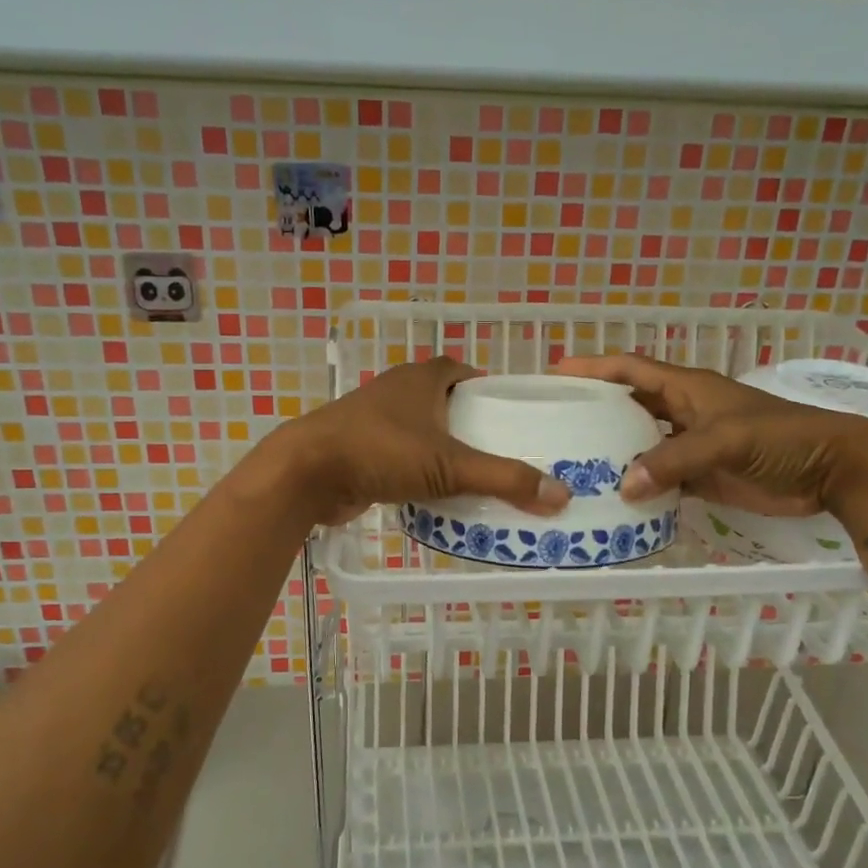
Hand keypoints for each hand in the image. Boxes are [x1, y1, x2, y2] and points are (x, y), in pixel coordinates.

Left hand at [268, 358, 571, 526]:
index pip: (464, 371)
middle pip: (446, 403)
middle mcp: (398, 391)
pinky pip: (403, 458)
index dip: (489, 389)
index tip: (513, 415)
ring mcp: (375, 421)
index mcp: (422, 378)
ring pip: (423, 433)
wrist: (306, 473)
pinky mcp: (360, 450)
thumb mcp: (450, 466)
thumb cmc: (381, 452)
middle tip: (504, 454)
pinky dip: (421, 472)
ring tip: (479, 478)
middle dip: (472, 426)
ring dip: (446, 452)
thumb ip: (505, 479)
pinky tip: (439, 496)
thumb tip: (561, 495)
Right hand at [554, 353, 867, 516]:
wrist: (831, 470)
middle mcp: (683, 412)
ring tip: (575, 467)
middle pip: (630, 406)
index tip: (556, 373)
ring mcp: (692, 446)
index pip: (630, 369)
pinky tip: (615, 499)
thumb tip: (623, 487)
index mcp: (686, 388)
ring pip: (642, 445)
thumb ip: (674, 460)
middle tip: (555, 426)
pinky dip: (640, 487)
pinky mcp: (702, 477)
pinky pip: (661, 479)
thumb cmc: (781, 439)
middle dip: (596, 412)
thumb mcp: (725, 440)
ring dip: (615, 453)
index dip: (594, 367)